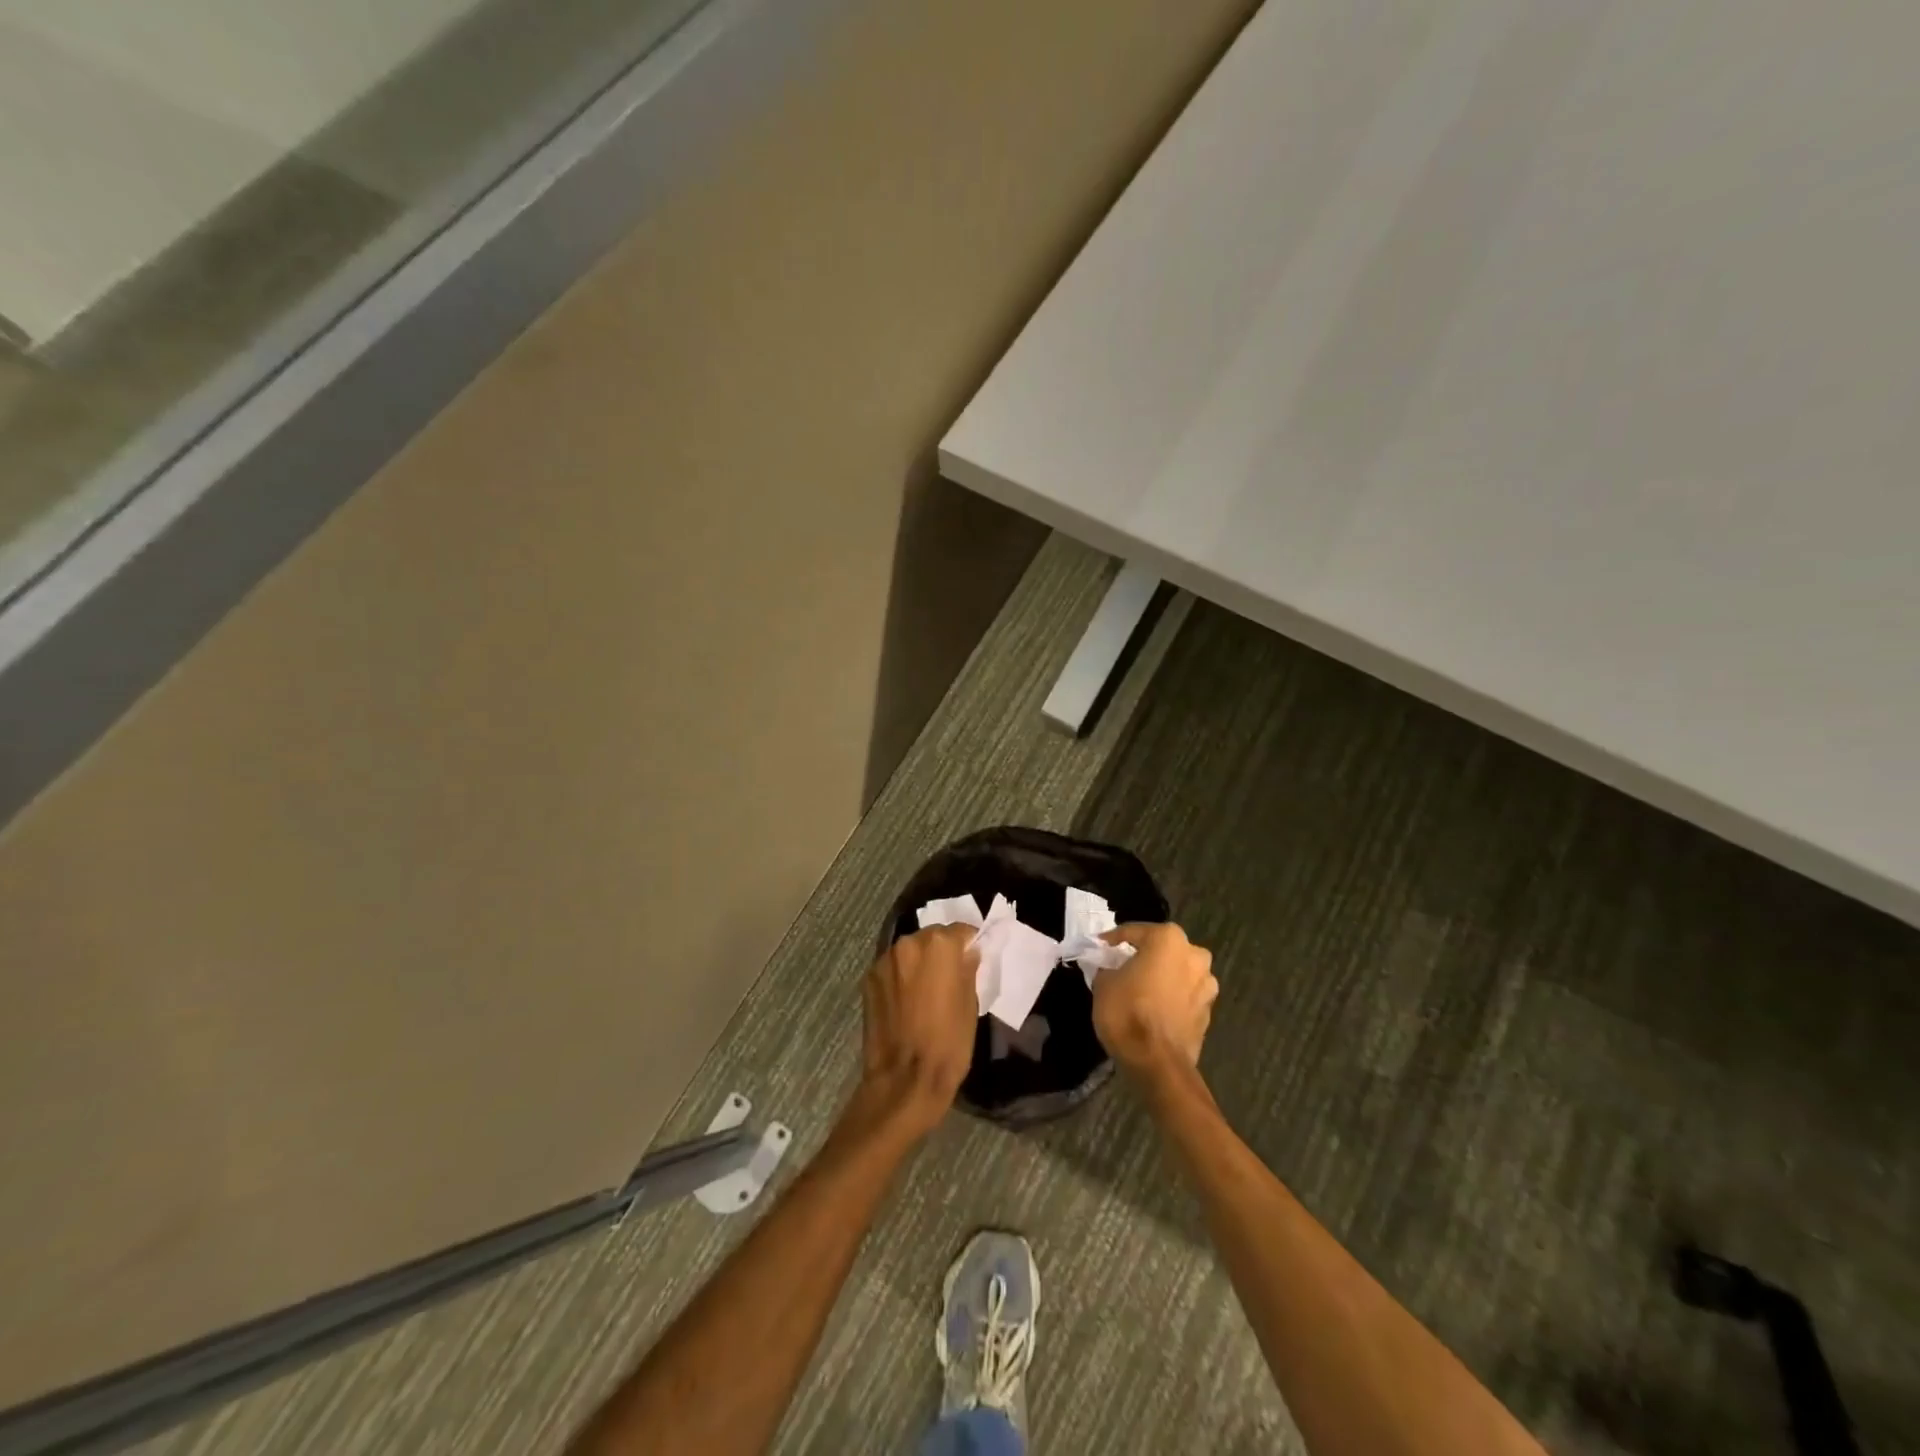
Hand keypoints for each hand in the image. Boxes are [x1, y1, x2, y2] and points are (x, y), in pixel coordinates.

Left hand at [857, 925, 979, 1138]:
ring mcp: (884, 961)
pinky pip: (892, 969)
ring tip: (925, 991)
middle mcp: (908, 943)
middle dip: (941, 952)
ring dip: (918, 963)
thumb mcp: (970, 1004)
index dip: (969, 943)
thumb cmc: (948, 1043)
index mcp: (939, 946)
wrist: (904, 1080)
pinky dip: (900, 977)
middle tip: (949, 976)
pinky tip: (906, 1002)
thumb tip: (967, 953)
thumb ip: (967, 970)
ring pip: (909, 952)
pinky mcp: (868, 980)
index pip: (961, 931)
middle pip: (931, 938)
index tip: (973, 958)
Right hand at [1092, 923, 1217, 1077]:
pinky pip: (1185, 995)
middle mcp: (1193, 955)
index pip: (1134, 932)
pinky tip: (1155, 1008)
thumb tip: (1111, 968)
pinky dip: (1171, 997)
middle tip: (1123, 966)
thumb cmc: (1127, 1012)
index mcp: (1168, 939)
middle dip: (1145, 955)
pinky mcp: (1209, 1011)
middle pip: (1162, 949)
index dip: (1113, 940)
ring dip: (1162, 976)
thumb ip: (1109, 967)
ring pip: (1178, 972)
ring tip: (1141, 989)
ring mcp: (1206, 984)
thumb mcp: (1104, 983)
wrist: (1157, 1063)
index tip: (1099, 947)